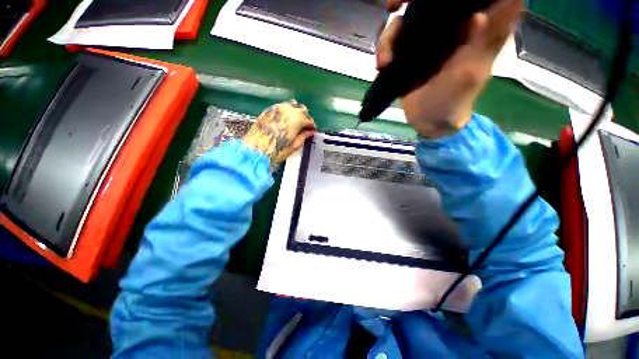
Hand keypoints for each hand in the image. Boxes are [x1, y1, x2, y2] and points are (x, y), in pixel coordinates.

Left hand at [242, 100, 316, 163]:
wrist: (254, 151)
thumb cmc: (276, 151)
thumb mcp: (293, 146)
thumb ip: (303, 136)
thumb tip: (310, 132)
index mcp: (295, 120)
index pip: (309, 119)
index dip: (312, 126)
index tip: (312, 131)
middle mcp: (287, 110)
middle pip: (302, 109)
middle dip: (306, 117)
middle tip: (305, 127)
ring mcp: (276, 108)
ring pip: (292, 105)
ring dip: (297, 112)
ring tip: (296, 122)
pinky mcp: (268, 110)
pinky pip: (282, 106)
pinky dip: (287, 111)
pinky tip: (286, 119)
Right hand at [378, 0, 524, 137]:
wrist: (429, 119)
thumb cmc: (455, 100)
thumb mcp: (471, 75)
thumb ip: (480, 46)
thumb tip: (479, 16)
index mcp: (473, 25)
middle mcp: (450, 24)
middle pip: (429, 1)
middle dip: (408, 0)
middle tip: (394, 6)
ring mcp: (427, 36)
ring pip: (406, 17)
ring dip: (391, 34)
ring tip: (385, 60)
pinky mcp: (408, 51)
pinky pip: (393, 39)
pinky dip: (384, 49)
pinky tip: (382, 65)